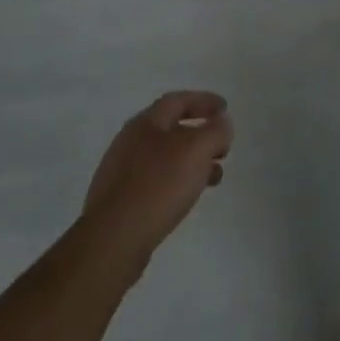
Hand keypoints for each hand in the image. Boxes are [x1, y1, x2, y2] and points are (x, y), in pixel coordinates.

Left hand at [81, 92, 232, 278]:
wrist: (113, 240)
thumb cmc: (159, 185)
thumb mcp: (198, 149)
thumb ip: (216, 131)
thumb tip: (221, 124)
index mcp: (145, 123)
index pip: (178, 100)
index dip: (204, 101)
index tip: (225, 109)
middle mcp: (130, 142)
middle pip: (172, 129)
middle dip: (201, 135)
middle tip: (222, 148)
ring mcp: (121, 173)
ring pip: (166, 158)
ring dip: (193, 162)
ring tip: (214, 178)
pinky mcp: (120, 202)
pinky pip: (156, 182)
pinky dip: (177, 182)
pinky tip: (186, 198)